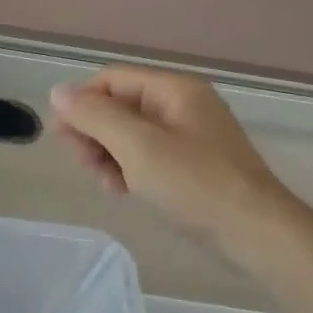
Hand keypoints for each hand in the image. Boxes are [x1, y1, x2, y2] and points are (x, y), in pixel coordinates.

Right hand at [49, 67, 300, 251]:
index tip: (64, 139)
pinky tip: (124, 190)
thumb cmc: (194, 183)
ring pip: (129, 134)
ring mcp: (188, 135)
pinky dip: (128, 168)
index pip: (111, 80)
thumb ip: (94, 115)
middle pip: (118, 105)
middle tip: (85, 165)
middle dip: (94, 133)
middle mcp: (181, 104)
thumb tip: (58, 91)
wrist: (254, 232)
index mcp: (173, 89)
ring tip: (108, 183)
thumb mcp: (136, 146)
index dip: (82, 104)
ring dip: (108, 155)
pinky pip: (146, 155)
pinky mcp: (191, 164)